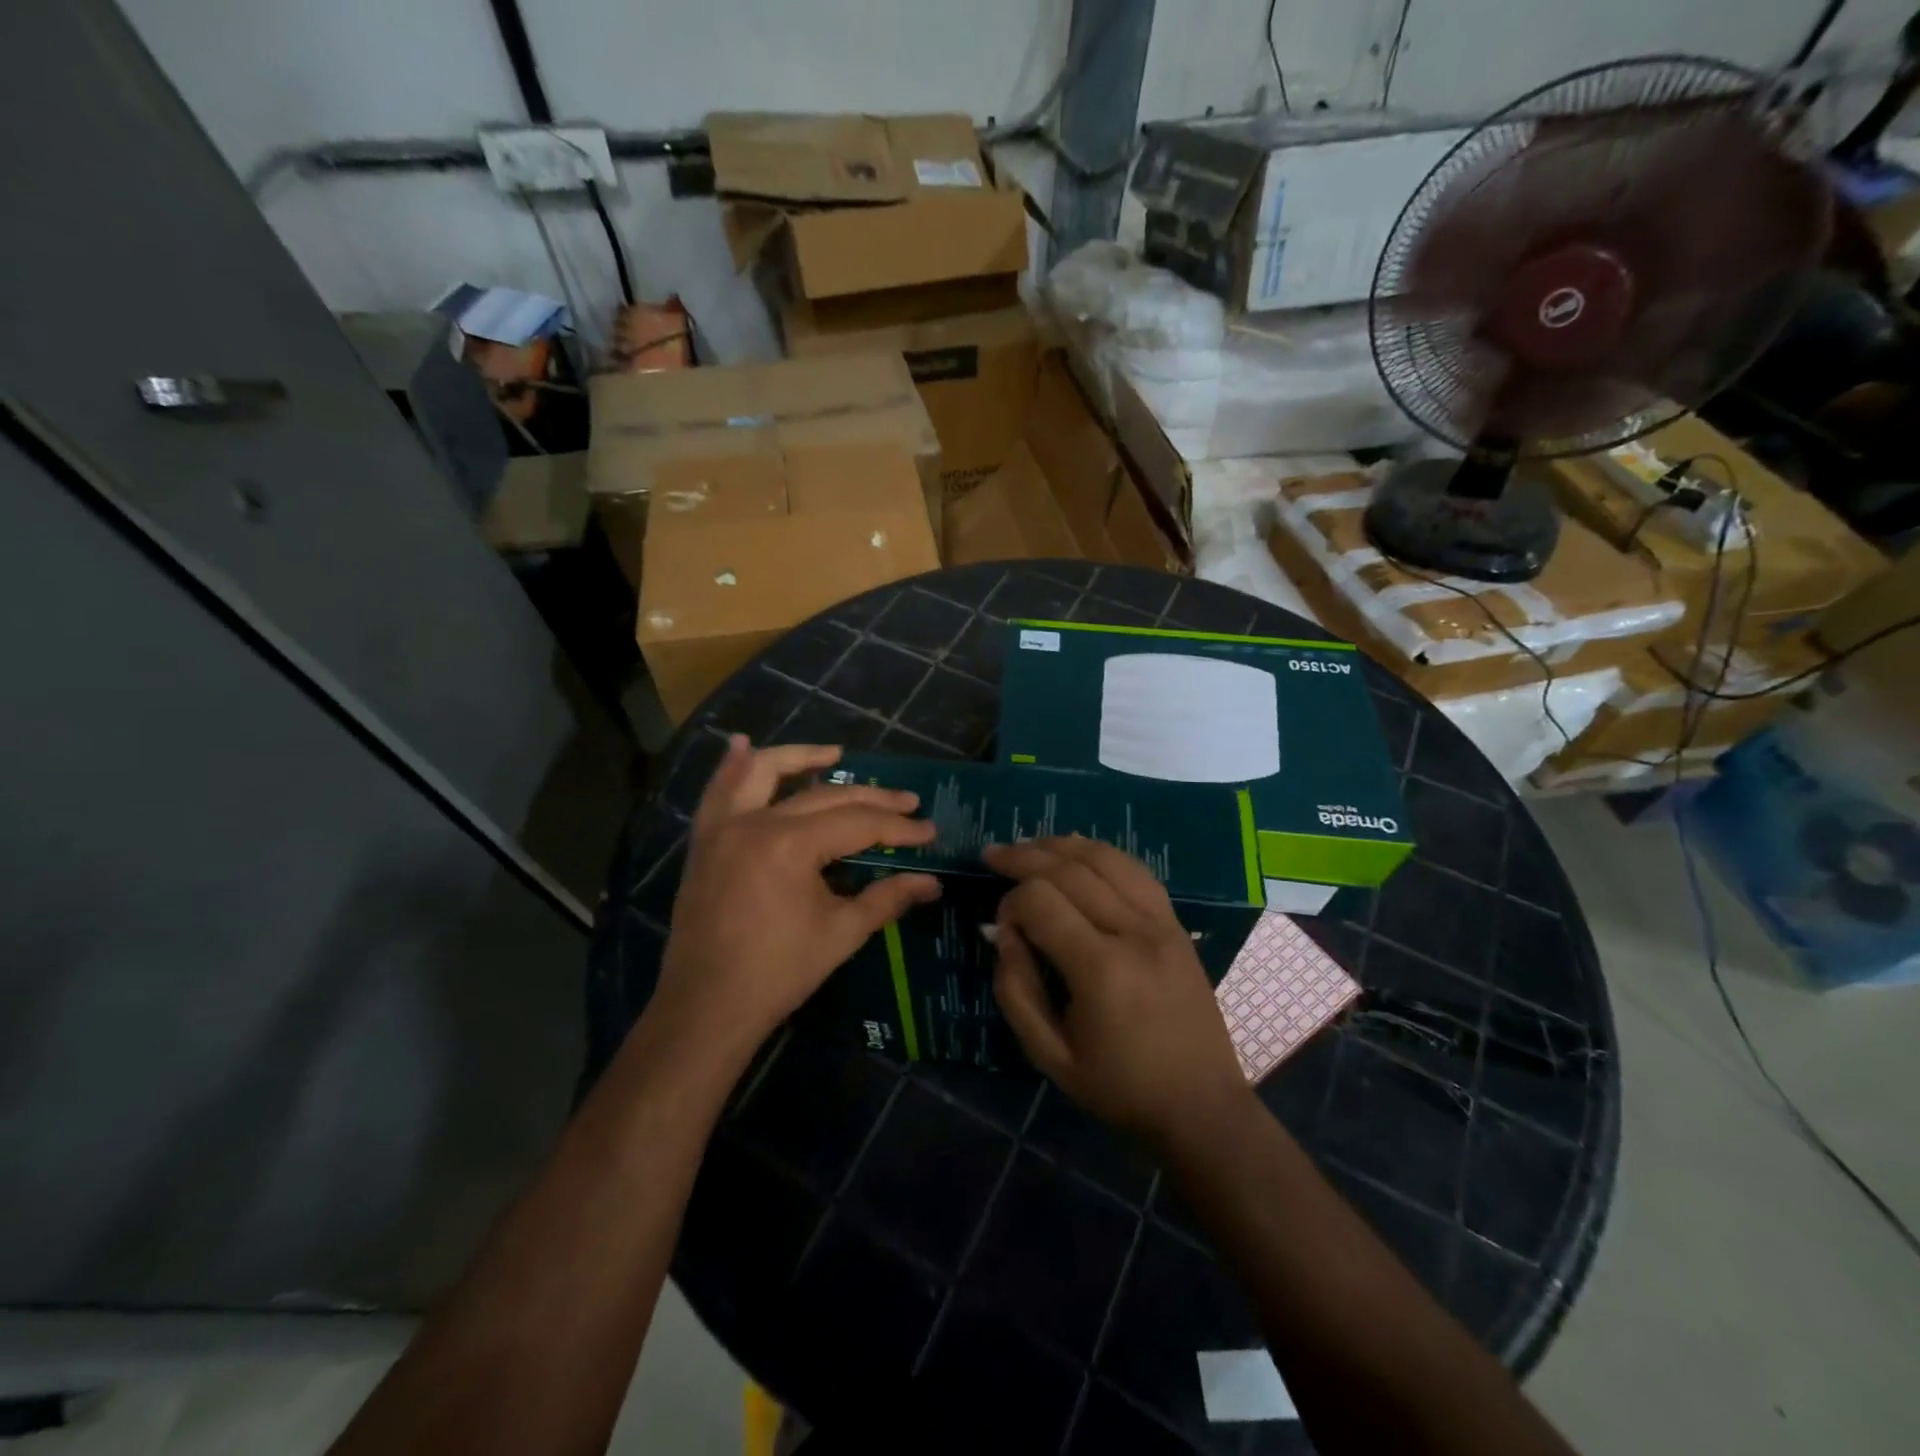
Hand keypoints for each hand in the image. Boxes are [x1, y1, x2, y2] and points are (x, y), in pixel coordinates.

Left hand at [648, 737, 939, 1066]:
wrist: (707, 1007)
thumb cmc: (778, 972)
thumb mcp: (841, 933)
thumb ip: (887, 899)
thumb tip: (933, 883)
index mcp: (789, 845)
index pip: (857, 823)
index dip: (897, 827)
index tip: (929, 831)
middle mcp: (754, 822)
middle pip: (823, 796)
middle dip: (870, 798)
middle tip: (906, 802)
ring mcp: (723, 828)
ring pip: (762, 773)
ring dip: (800, 758)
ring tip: (835, 753)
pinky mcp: (704, 842)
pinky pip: (717, 792)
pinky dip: (731, 767)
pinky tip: (741, 745)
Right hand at [985, 836, 1251, 1149]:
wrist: (1202, 1107)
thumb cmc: (1120, 1089)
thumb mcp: (1051, 1056)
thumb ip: (1017, 991)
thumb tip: (1004, 933)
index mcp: (1101, 970)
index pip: (1042, 901)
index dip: (1010, 902)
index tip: (1001, 926)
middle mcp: (1134, 933)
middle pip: (1071, 869)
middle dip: (1025, 856)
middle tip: (993, 855)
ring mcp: (1162, 923)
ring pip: (1107, 859)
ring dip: (1063, 845)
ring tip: (1030, 844)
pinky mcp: (1177, 925)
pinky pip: (1136, 871)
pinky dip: (1102, 854)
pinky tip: (1079, 853)